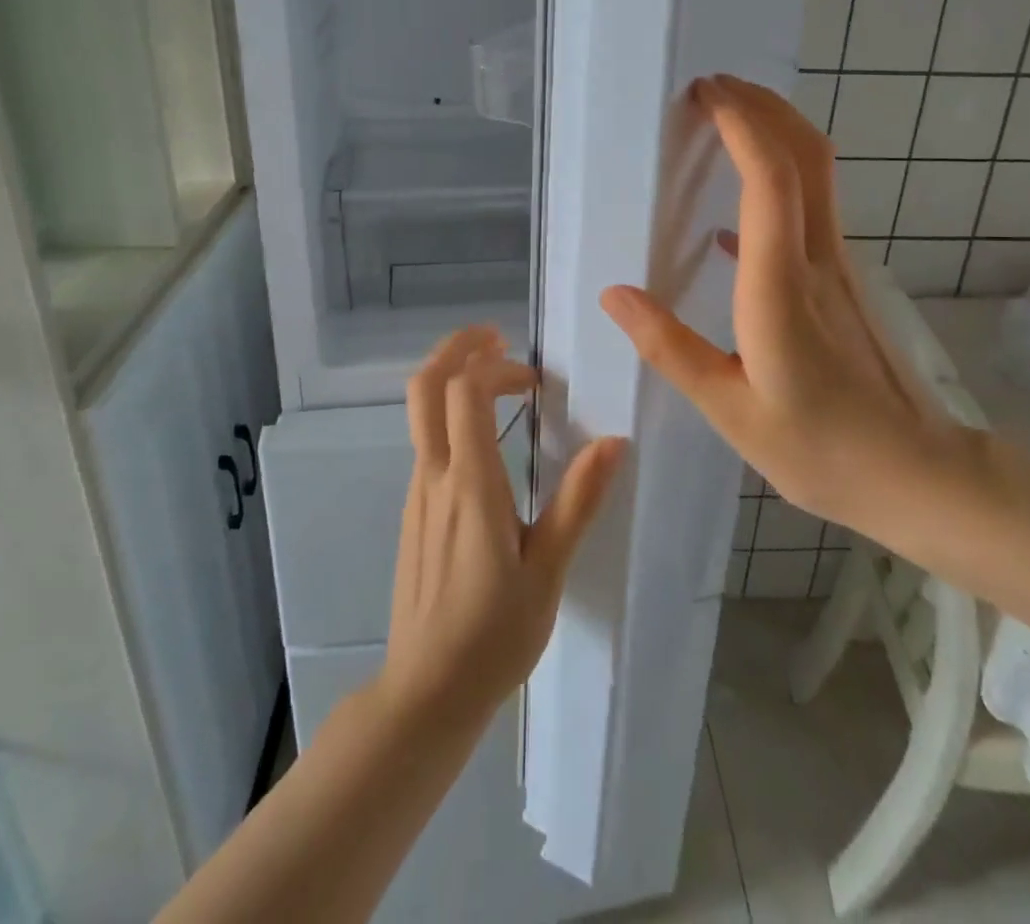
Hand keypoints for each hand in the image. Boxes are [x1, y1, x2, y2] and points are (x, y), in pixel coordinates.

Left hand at [378, 327, 625, 727]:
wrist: (426, 692)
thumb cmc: (494, 634)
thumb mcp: (548, 570)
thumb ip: (578, 501)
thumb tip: (614, 441)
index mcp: (470, 485)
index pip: (464, 392)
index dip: (495, 365)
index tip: (534, 379)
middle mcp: (434, 476)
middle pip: (425, 386)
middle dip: (456, 348)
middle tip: (496, 338)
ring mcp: (418, 493)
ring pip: (421, 412)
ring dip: (454, 380)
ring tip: (500, 383)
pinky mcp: (414, 511)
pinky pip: (427, 443)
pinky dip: (451, 416)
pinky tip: (487, 442)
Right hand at [599, 75, 991, 553]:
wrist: (917, 473)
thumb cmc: (820, 448)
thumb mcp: (730, 410)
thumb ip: (670, 349)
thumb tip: (615, 295)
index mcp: (781, 287)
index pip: (770, 180)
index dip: (742, 125)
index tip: (705, 94)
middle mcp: (817, 260)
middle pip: (806, 154)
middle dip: (763, 107)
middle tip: (712, 87)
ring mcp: (838, 266)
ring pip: (816, 173)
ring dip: (775, 132)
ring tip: (724, 123)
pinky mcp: (844, 279)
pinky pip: (812, 207)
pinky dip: (778, 181)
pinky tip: (736, 215)